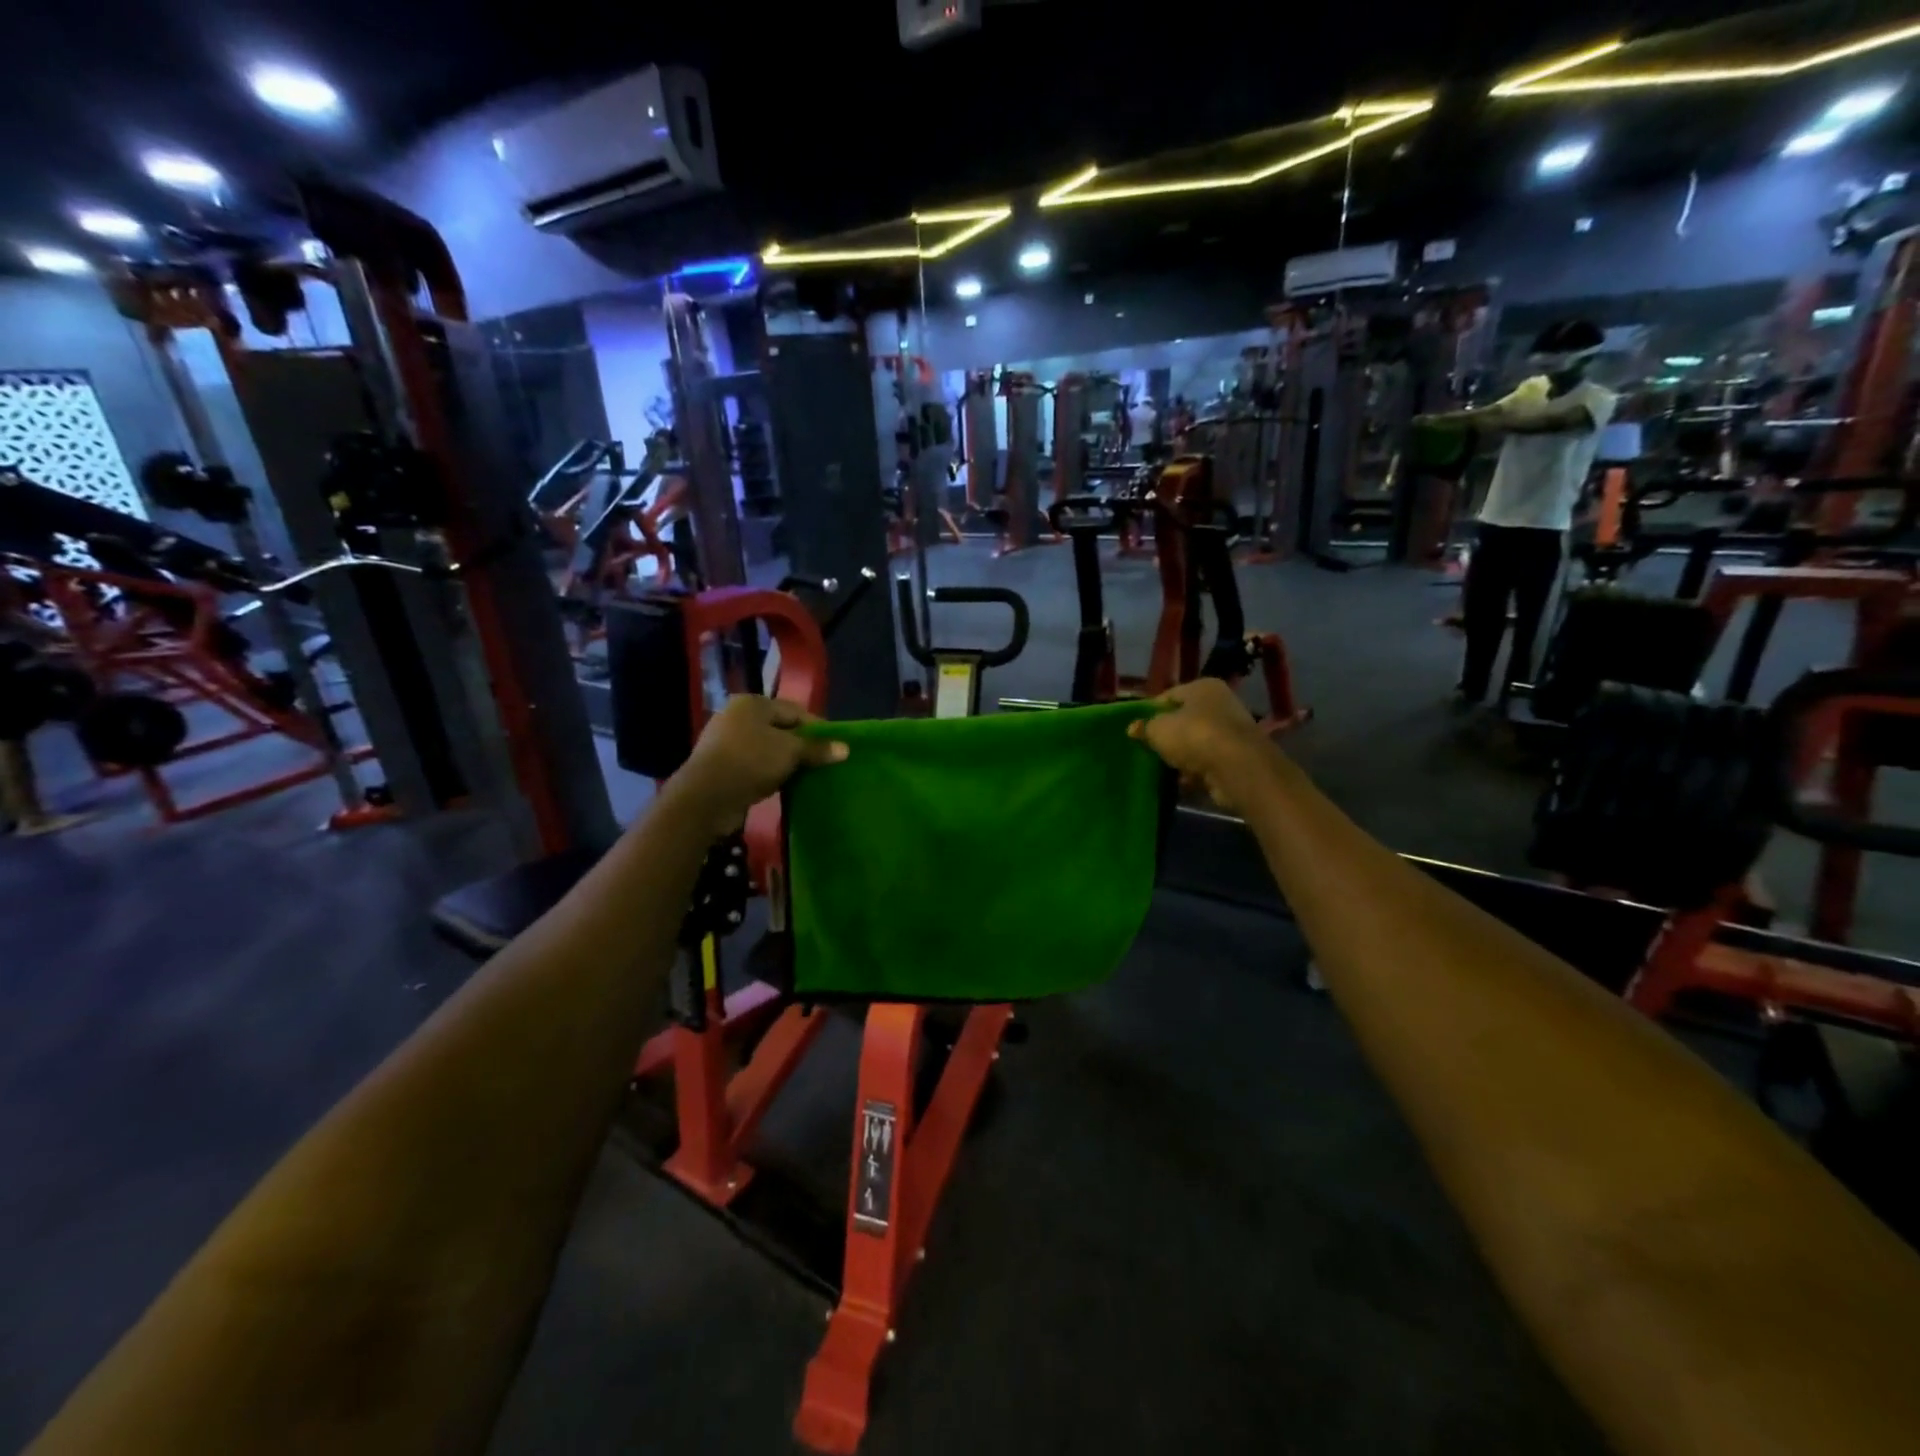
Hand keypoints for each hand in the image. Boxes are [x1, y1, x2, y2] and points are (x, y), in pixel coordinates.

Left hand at [670, 696, 847, 835]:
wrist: (705, 797)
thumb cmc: (751, 761)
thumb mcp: (790, 752)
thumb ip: (817, 749)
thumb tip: (845, 749)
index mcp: (752, 703)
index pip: (795, 711)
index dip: (818, 728)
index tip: (837, 746)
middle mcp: (737, 717)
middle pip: (780, 729)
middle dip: (802, 746)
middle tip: (824, 762)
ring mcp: (726, 742)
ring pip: (767, 749)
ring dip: (786, 762)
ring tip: (808, 775)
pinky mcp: (722, 767)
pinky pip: (755, 765)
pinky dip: (770, 773)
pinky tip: (784, 785)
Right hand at [1127, 678, 1273, 810]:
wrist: (1237, 767)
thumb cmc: (1193, 736)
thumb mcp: (1158, 729)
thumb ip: (1145, 727)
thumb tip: (1134, 728)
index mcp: (1203, 687)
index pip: (1169, 696)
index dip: (1151, 712)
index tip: (1138, 729)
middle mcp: (1221, 703)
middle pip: (1185, 719)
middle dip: (1168, 736)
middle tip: (1150, 749)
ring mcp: (1232, 731)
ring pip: (1197, 742)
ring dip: (1182, 756)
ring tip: (1165, 767)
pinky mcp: (1238, 756)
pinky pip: (1209, 761)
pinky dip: (1197, 770)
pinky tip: (1184, 780)